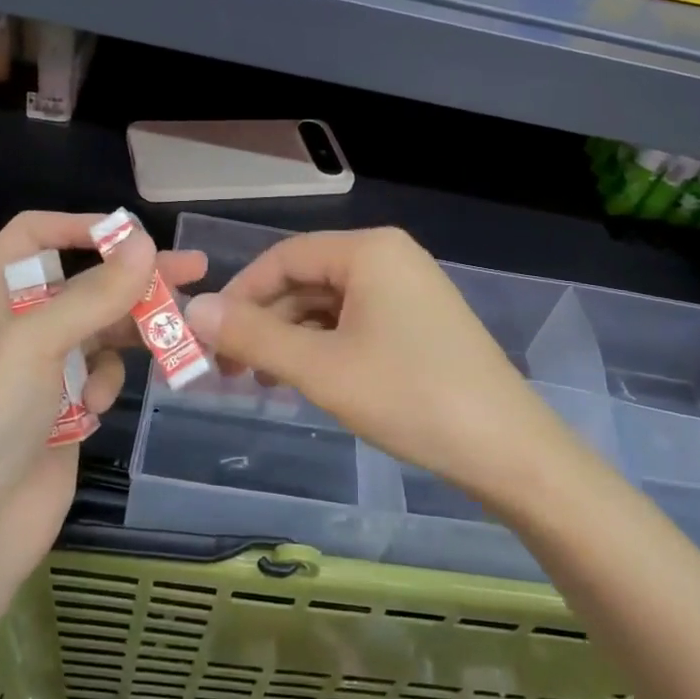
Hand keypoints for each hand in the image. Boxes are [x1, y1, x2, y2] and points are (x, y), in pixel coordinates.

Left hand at [0, 212, 206, 589]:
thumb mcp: (38, 344)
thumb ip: (94, 293)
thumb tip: (145, 242)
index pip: (31, 237)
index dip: (75, 226)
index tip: (127, 236)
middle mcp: (21, 328)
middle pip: (84, 282)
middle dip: (134, 277)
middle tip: (195, 271)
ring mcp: (45, 370)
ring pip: (103, 329)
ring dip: (133, 332)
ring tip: (176, 336)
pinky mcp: (66, 407)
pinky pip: (102, 374)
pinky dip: (109, 382)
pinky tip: (97, 407)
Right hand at [184, 227, 566, 507]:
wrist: (507, 448)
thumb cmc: (409, 396)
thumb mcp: (321, 368)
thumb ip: (254, 336)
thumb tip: (192, 310)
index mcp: (368, 250)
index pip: (284, 257)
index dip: (240, 294)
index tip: (208, 336)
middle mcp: (389, 257)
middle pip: (307, 279)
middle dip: (264, 321)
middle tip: (228, 368)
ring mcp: (409, 289)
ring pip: (329, 305)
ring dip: (291, 338)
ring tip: (260, 381)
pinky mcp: (419, 322)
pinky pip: (356, 322)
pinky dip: (323, 347)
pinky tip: (304, 380)